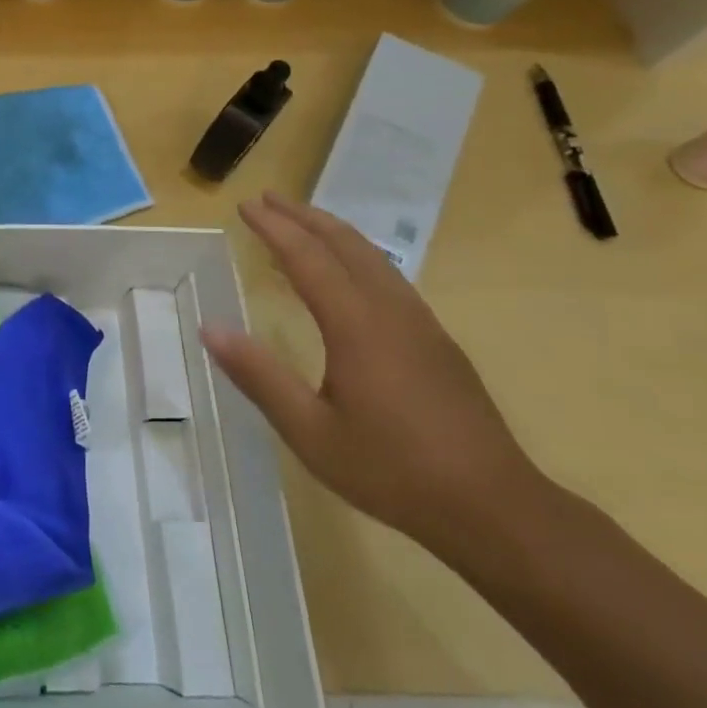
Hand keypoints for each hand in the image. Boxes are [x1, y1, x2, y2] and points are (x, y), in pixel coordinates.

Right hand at [200, 192, 543, 556]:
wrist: (495, 509)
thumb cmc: (393, 470)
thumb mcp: (310, 432)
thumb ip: (258, 376)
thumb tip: (210, 328)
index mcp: (356, 325)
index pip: (307, 257)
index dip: (273, 228)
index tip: (244, 206)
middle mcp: (390, 311)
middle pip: (344, 244)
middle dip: (303, 216)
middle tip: (268, 198)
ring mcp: (421, 324)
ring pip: (373, 257)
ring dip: (333, 231)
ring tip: (303, 221)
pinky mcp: (437, 341)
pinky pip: (389, 277)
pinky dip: (358, 255)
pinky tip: (351, 271)